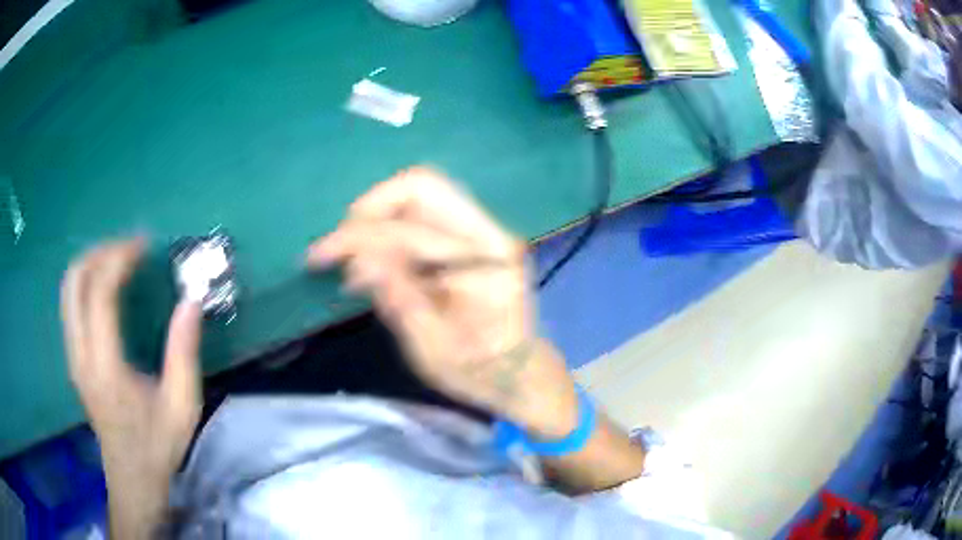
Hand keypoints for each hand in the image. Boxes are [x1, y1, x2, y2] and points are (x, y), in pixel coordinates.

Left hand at [61, 239, 202, 537]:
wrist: (131, 478)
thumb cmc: (158, 445)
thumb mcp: (182, 406)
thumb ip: (184, 352)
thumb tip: (192, 300)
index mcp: (106, 367)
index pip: (100, 293)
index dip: (120, 259)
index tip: (144, 246)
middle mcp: (81, 355)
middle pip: (75, 281)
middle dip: (101, 252)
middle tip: (130, 248)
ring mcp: (73, 355)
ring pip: (69, 288)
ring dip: (92, 263)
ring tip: (119, 259)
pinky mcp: (73, 358)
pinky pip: (71, 303)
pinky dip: (87, 280)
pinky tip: (107, 285)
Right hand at [308, 168, 578, 436]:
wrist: (518, 372)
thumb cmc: (479, 371)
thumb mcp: (433, 349)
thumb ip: (400, 300)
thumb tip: (358, 262)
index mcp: (488, 259)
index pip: (414, 226)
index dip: (361, 236)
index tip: (322, 257)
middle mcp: (489, 231)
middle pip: (421, 186)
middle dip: (368, 210)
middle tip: (337, 246)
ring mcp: (482, 229)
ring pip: (419, 193)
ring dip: (376, 216)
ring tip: (348, 253)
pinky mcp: (471, 236)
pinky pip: (422, 213)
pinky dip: (389, 226)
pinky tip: (370, 259)